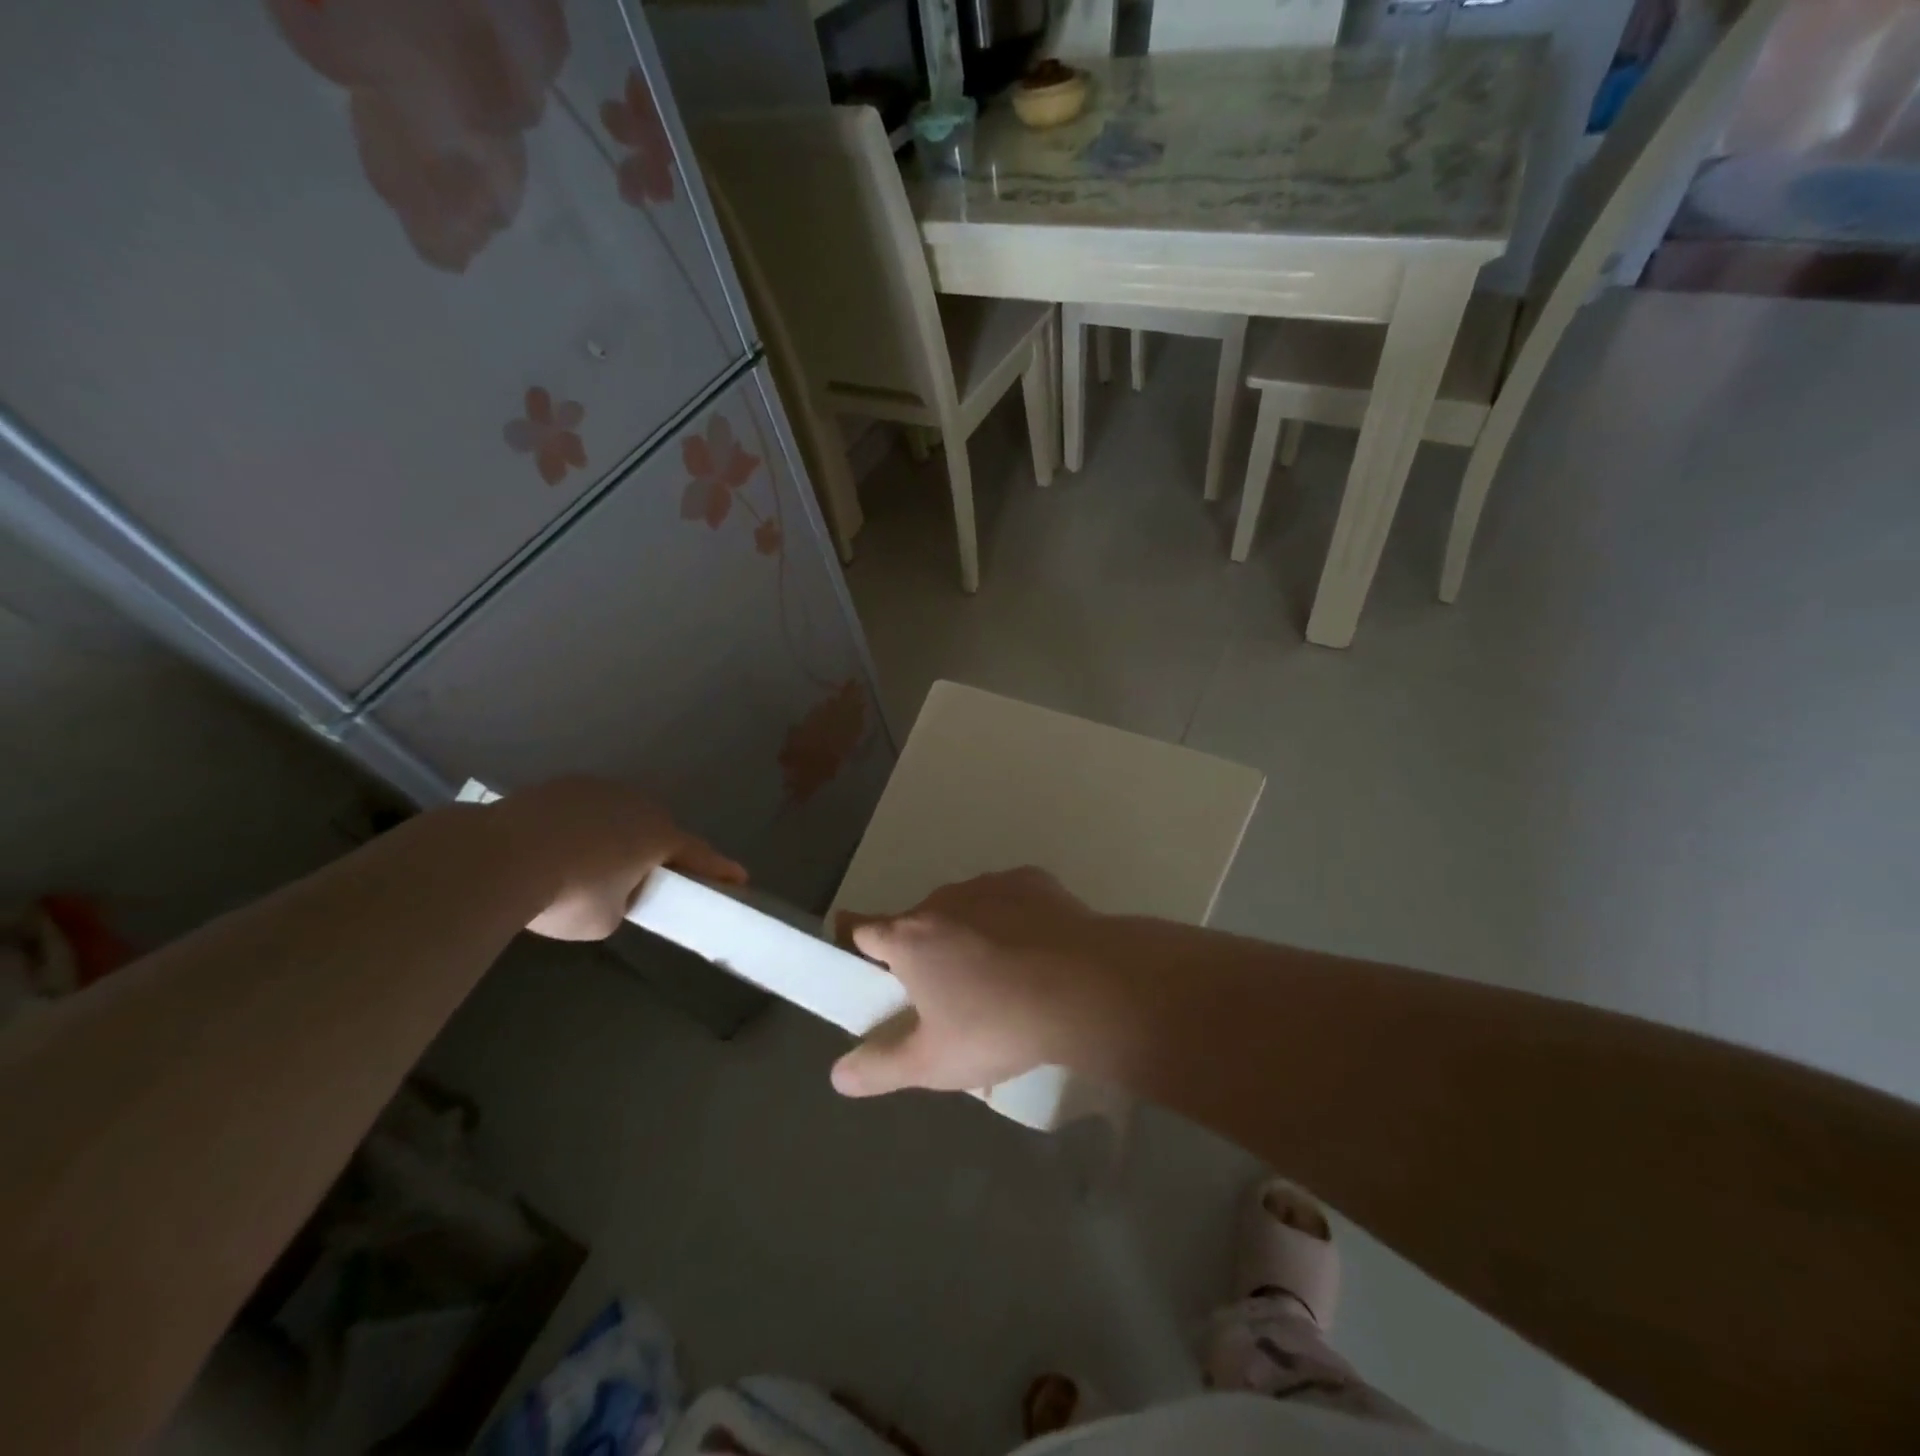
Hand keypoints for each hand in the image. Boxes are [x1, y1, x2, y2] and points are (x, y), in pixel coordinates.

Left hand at [493, 778, 745, 940]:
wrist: (499, 856)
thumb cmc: (567, 894)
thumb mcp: (606, 919)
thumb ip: (623, 902)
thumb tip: (611, 892)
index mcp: (659, 836)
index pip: (700, 855)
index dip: (720, 870)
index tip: (740, 877)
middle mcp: (638, 804)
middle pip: (657, 830)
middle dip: (656, 851)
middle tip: (643, 877)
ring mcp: (599, 789)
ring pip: (619, 815)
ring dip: (616, 835)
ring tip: (588, 864)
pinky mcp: (562, 785)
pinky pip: (584, 809)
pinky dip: (581, 827)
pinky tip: (556, 847)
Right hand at [830, 867, 1122, 1097]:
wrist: (1085, 988)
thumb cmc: (997, 1026)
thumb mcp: (932, 1063)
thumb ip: (880, 1067)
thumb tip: (838, 1074)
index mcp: (910, 937)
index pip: (861, 928)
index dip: (855, 945)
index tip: (862, 965)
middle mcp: (943, 899)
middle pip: (918, 921)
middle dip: (922, 950)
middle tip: (944, 994)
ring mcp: (990, 885)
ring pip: (965, 908)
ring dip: (968, 933)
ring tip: (998, 978)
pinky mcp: (1033, 881)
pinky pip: (1009, 900)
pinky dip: (1011, 920)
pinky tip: (1035, 953)